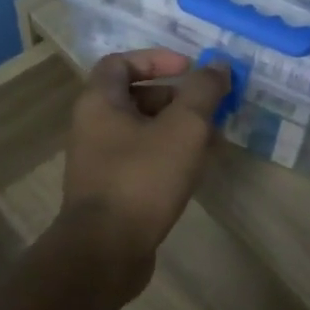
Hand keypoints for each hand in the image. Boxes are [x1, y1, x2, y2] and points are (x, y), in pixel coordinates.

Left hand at [61, 48, 229, 287]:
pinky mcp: (110, 192)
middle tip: (209, 108)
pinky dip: (168, 156)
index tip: (190, 69)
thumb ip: (202, 92)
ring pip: (142, 132)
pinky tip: (196, 170)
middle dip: (175, 98)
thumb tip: (218, 66)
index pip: (120, 62)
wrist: (106, 251)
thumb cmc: (142, 179)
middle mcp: (92, 128)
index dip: (156, 59)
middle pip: (134, 97)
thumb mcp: (183, 128)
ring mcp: (99, 162)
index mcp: (99, 103)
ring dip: (177, 129)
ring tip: (213, 140)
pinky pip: (141, 161)